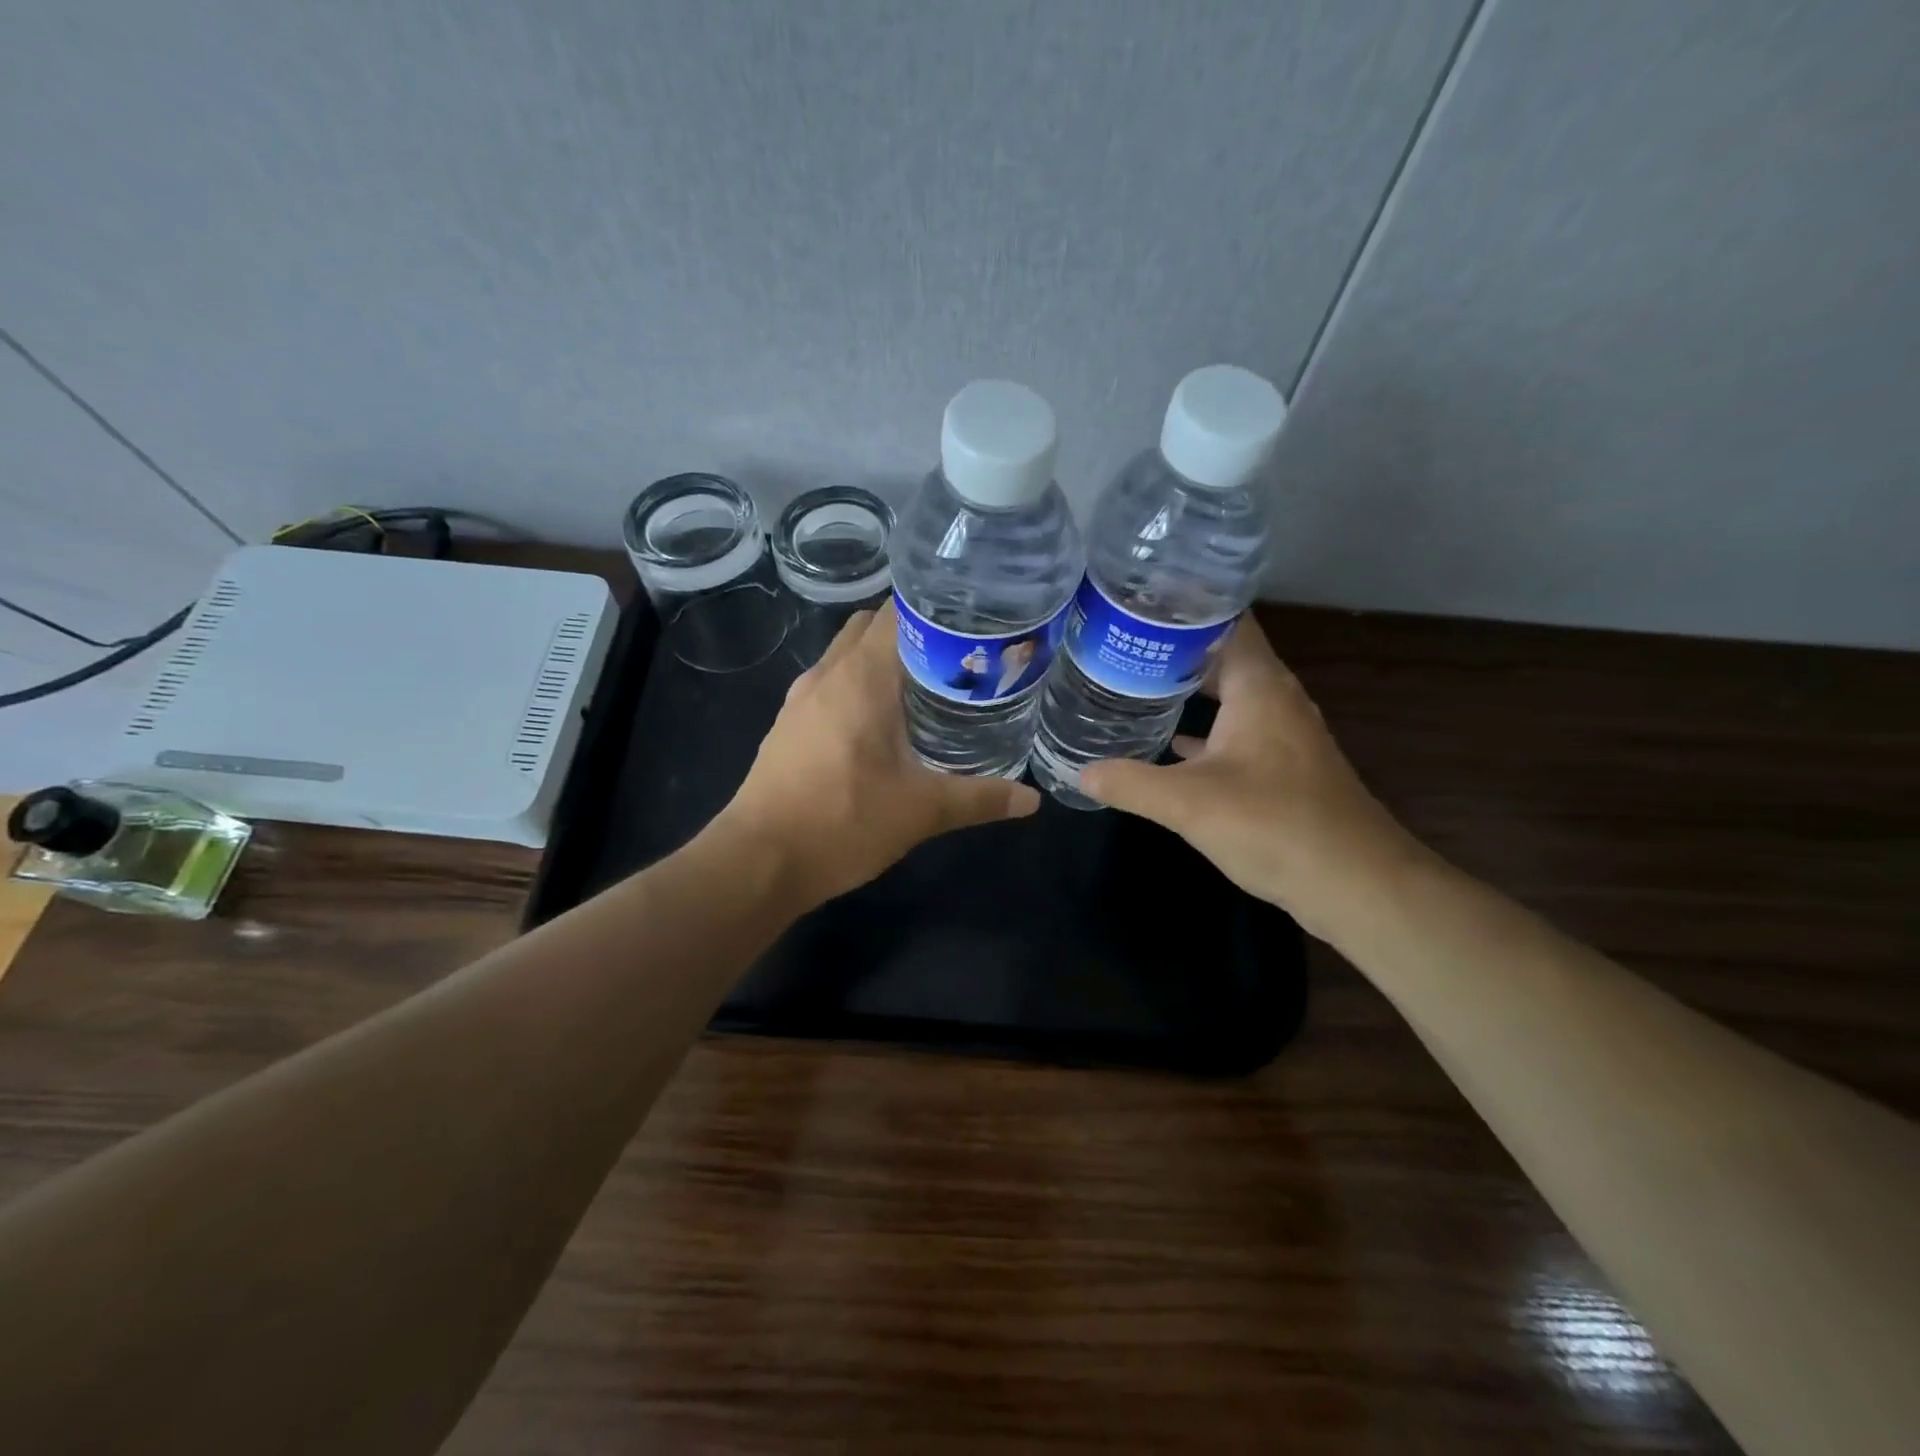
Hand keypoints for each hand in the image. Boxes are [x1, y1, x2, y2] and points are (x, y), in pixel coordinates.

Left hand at [720, 603, 1039, 906]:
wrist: (759, 861)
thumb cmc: (843, 822)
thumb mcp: (922, 811)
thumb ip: (980, 798)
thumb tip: (1031, 800)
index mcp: (863, 676)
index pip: (900, 611)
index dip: (937, 609)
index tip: (974, 623)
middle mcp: (829, 673)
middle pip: (872, 625)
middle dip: (913, 631)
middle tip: (958, 656)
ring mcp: (802, 697)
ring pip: (847, 654)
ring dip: (882, 658)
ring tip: (926, 684)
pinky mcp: (789, 723)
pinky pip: (830, 683)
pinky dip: (858, 685)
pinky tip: (882, 721)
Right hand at [1080, 616, 1420, 939]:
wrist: (1355, 884)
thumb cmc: (1274, 825)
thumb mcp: (1188, 803)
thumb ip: (1130, 782)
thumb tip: (1081, 771)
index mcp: (1259, 686)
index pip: (1224, 619)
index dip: (1182, 605)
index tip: (1134, 602)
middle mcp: (1275, 698)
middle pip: (1220, 655)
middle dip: (1172, 649)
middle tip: (1117, 645)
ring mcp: (1282, 734)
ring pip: (1228, 695)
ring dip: (1187, 690)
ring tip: (1132, 684)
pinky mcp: (1282, 767)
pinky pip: (1235, 731)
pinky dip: (1203, 731)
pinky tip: (1168, 745)